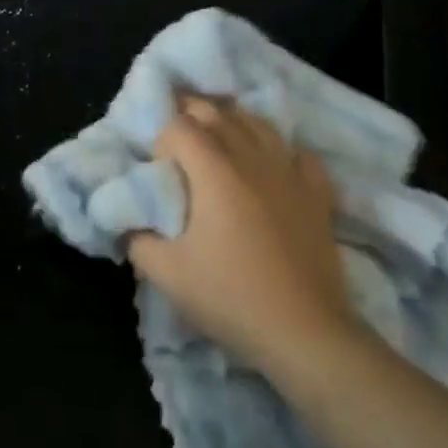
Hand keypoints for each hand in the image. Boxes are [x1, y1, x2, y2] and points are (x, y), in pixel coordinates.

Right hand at [126, 95, 354, 376]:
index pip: (179, 126)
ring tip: (220, 139)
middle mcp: (251, 157)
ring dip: (233, 123)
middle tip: (178, 141)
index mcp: (213, 169)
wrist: (305, 334)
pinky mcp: (317, 194)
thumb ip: (138, 241)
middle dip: (191, 115)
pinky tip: (274, 165)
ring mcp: (289, 172)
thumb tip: (129, 222)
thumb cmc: (231, 297)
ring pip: (257, 124)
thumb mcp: (167, 275)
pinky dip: (281, 151)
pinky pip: (298, 155)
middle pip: (217, 113)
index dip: (162, 139)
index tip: (158, 168)